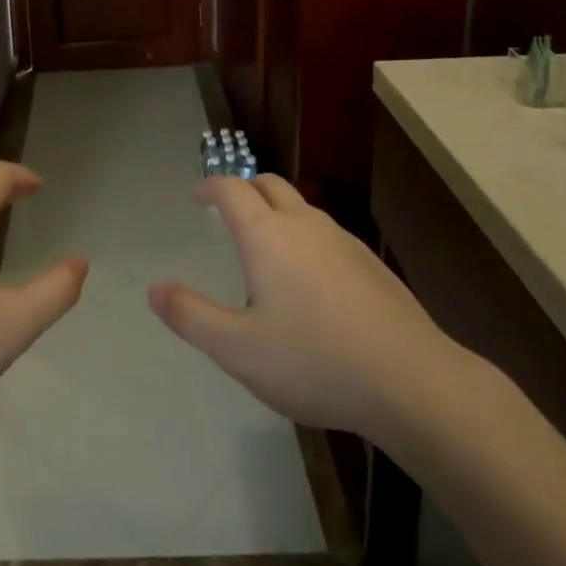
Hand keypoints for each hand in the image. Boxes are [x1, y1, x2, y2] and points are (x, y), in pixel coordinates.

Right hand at [149, 174, 478, 450]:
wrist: (411, 381)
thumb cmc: (314, 361)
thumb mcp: (238, 350)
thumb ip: (192, 317)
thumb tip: (154, 290)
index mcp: (266, 235)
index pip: (231, 188)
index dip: (210, 187)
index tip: (196, 196)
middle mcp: (304, 224)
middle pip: (269, 184)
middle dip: (244, 189)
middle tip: (227, 212)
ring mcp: (342, 240)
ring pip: (301, 207)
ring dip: (276, 211)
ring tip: (265, 245)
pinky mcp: (370, 262)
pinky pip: (326, 232)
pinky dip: (305, 236)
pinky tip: (311, 279)